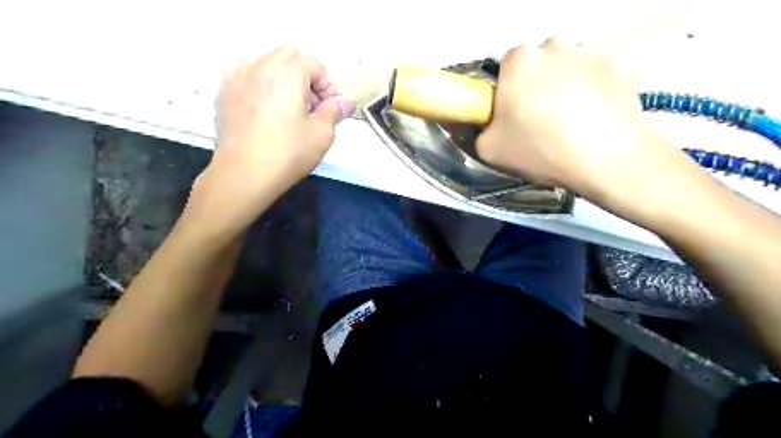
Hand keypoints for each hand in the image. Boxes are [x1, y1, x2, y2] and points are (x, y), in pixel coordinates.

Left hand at [184, 44, 353, 231]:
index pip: (314, 65)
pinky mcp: (223, 92)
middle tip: (313, 105)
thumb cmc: (287, 154)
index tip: (332, 107)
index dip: (328, 85)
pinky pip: (244, 72)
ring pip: (265, 61)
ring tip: (289, 104)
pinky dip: (259, 80)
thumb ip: (334, 112)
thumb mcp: (322, 134)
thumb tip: (345, 103)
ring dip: (283, 76)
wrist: (244, 174)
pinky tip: (264, 103)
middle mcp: (260, 65)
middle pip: (289, 57)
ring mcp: (237, 76)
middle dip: (306, 76)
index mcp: (287, 72)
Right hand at [477, 37, 684, 199]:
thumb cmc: (541, 149)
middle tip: (537, 122)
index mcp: (518, 61)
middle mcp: (552, 46)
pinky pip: (589, 78)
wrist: (606, 158)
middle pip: (535, 66)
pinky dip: (586, 94)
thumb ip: (482, 130)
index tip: (512, 116)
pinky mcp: (615, 66)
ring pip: (563, 70)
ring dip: (560, 89)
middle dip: (533, 88)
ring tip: (566, 124)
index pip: (504, 70)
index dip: (506, 94)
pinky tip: (587, 121)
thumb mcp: (489, 150)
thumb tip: (492, 125)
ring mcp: (587, 53)